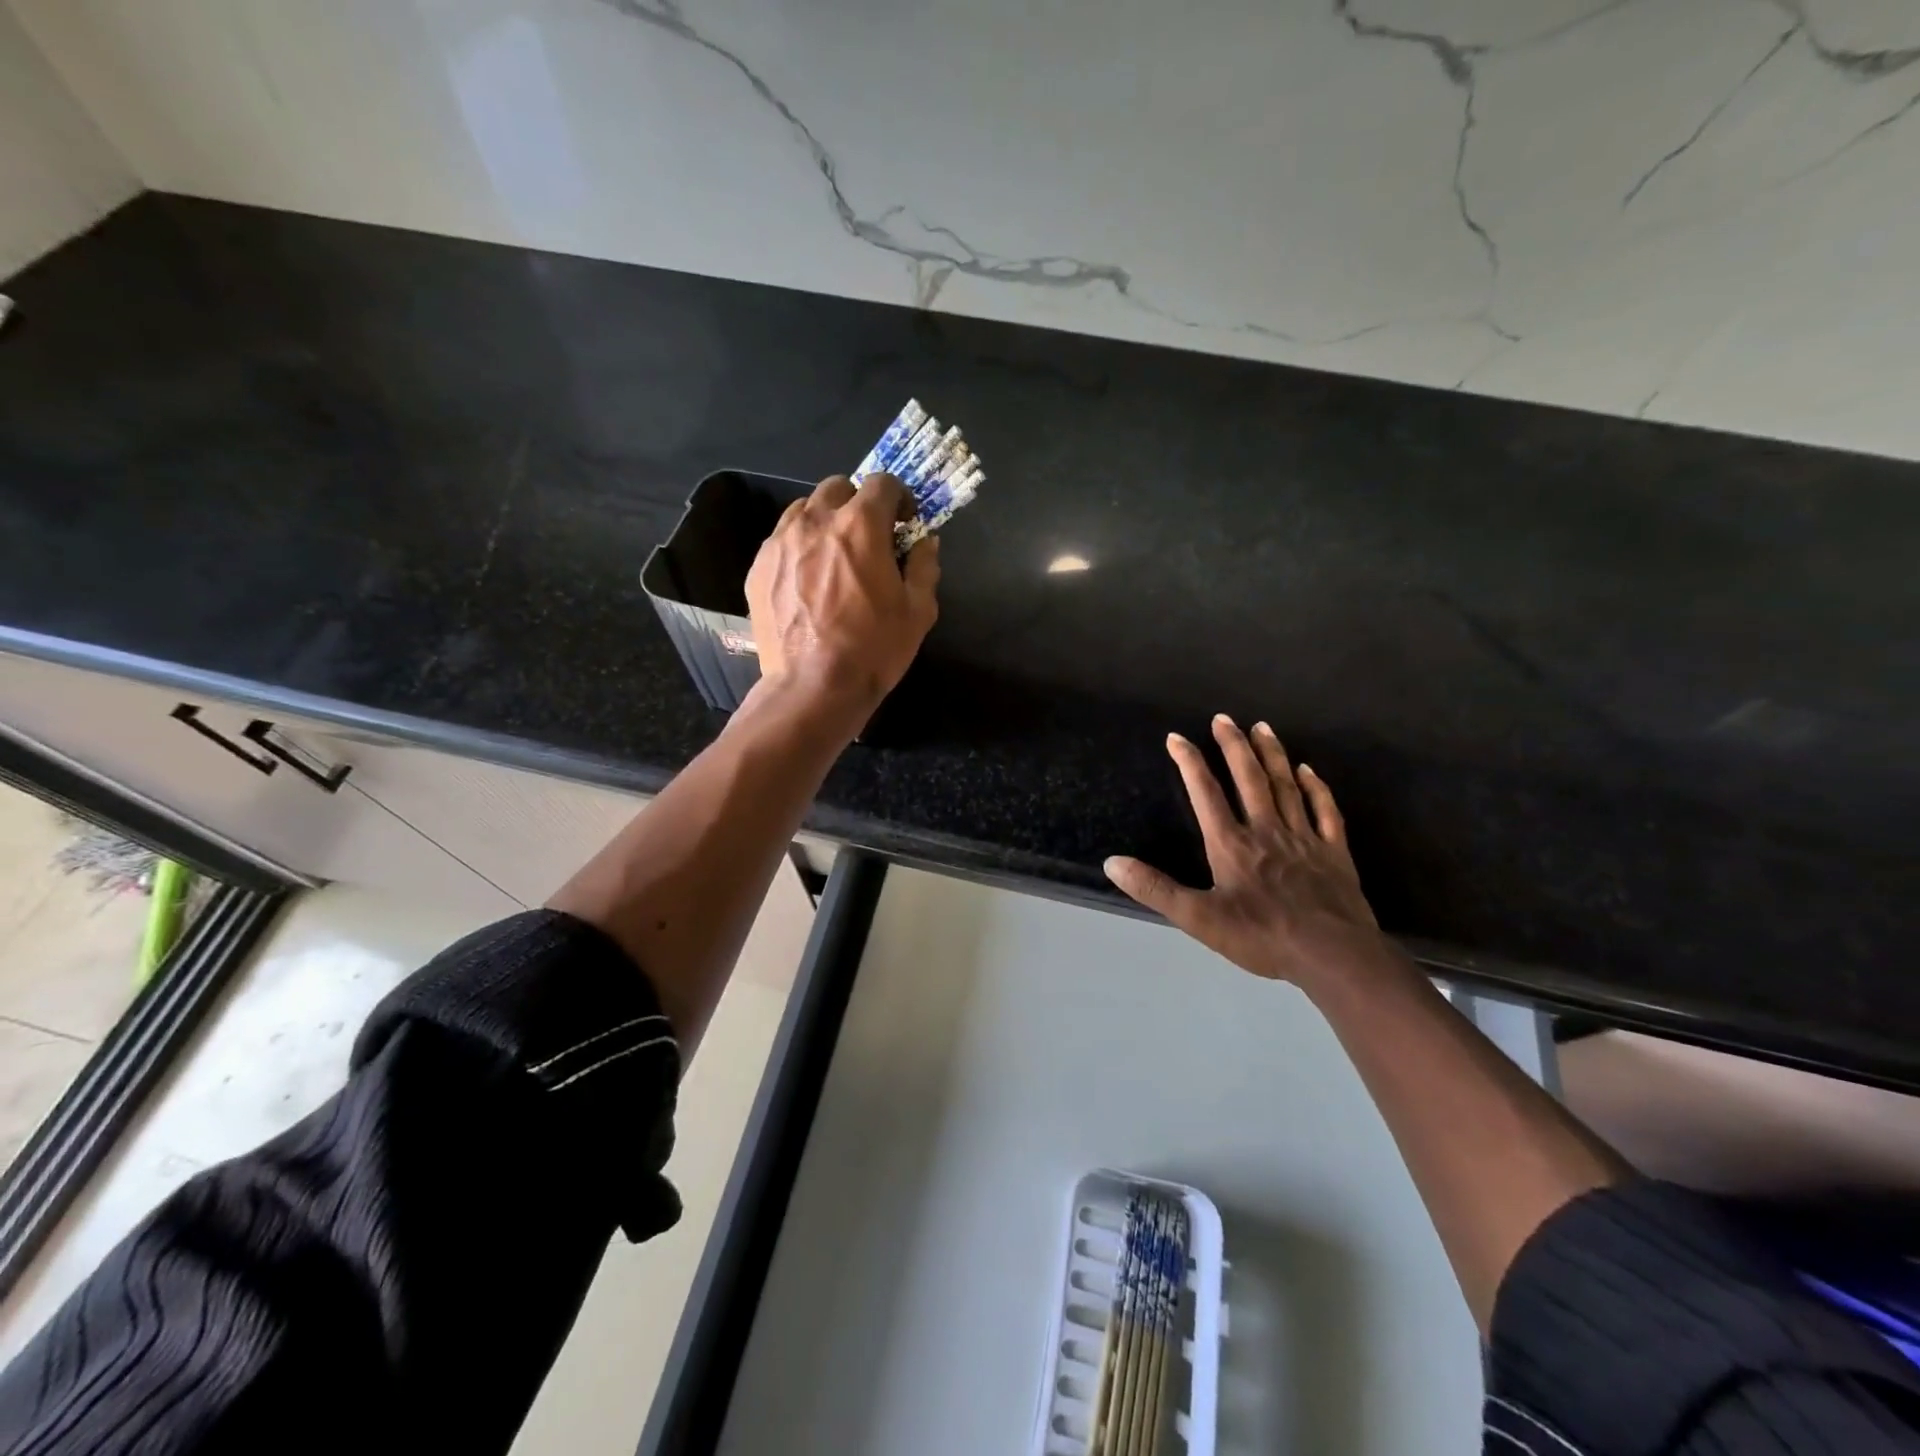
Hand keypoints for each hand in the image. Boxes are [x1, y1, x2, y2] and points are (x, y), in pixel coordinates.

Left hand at [745, 473, 939, 714]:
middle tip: (868, 539)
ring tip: (833, 557)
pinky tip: (807, 582)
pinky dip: (798, 548)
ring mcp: (780, 543)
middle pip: (838, 488)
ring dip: (825, 522)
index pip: (883, 482)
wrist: (813, 688)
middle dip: (858, 504)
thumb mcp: (918, 611)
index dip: (899, 499)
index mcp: (861, 525)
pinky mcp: (758, 568)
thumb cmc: (873, 649)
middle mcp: (816, 522)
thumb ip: (924, 566)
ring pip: (804, 510)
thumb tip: (925, 542)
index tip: (903, 524)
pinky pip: (781, 540)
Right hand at [1104, 715, 1385, 984]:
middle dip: (1234, 746)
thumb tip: (1112, 862)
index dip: (1189, 762)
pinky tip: (1308, 771)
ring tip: (1262, 727)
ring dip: (1271, 755)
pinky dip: (1316, 788)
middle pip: (1249, 778)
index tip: (1177, 737)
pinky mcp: (1334, 852)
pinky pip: (1325, 811)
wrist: (1333, 955)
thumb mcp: (1198, 919)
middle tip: (1224, 718)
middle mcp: (1266, 830)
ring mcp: (1303, 838)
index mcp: (1231, 844)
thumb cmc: (1262, 937)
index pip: (1205, 793)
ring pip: (1285, 786)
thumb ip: (1155, 889)